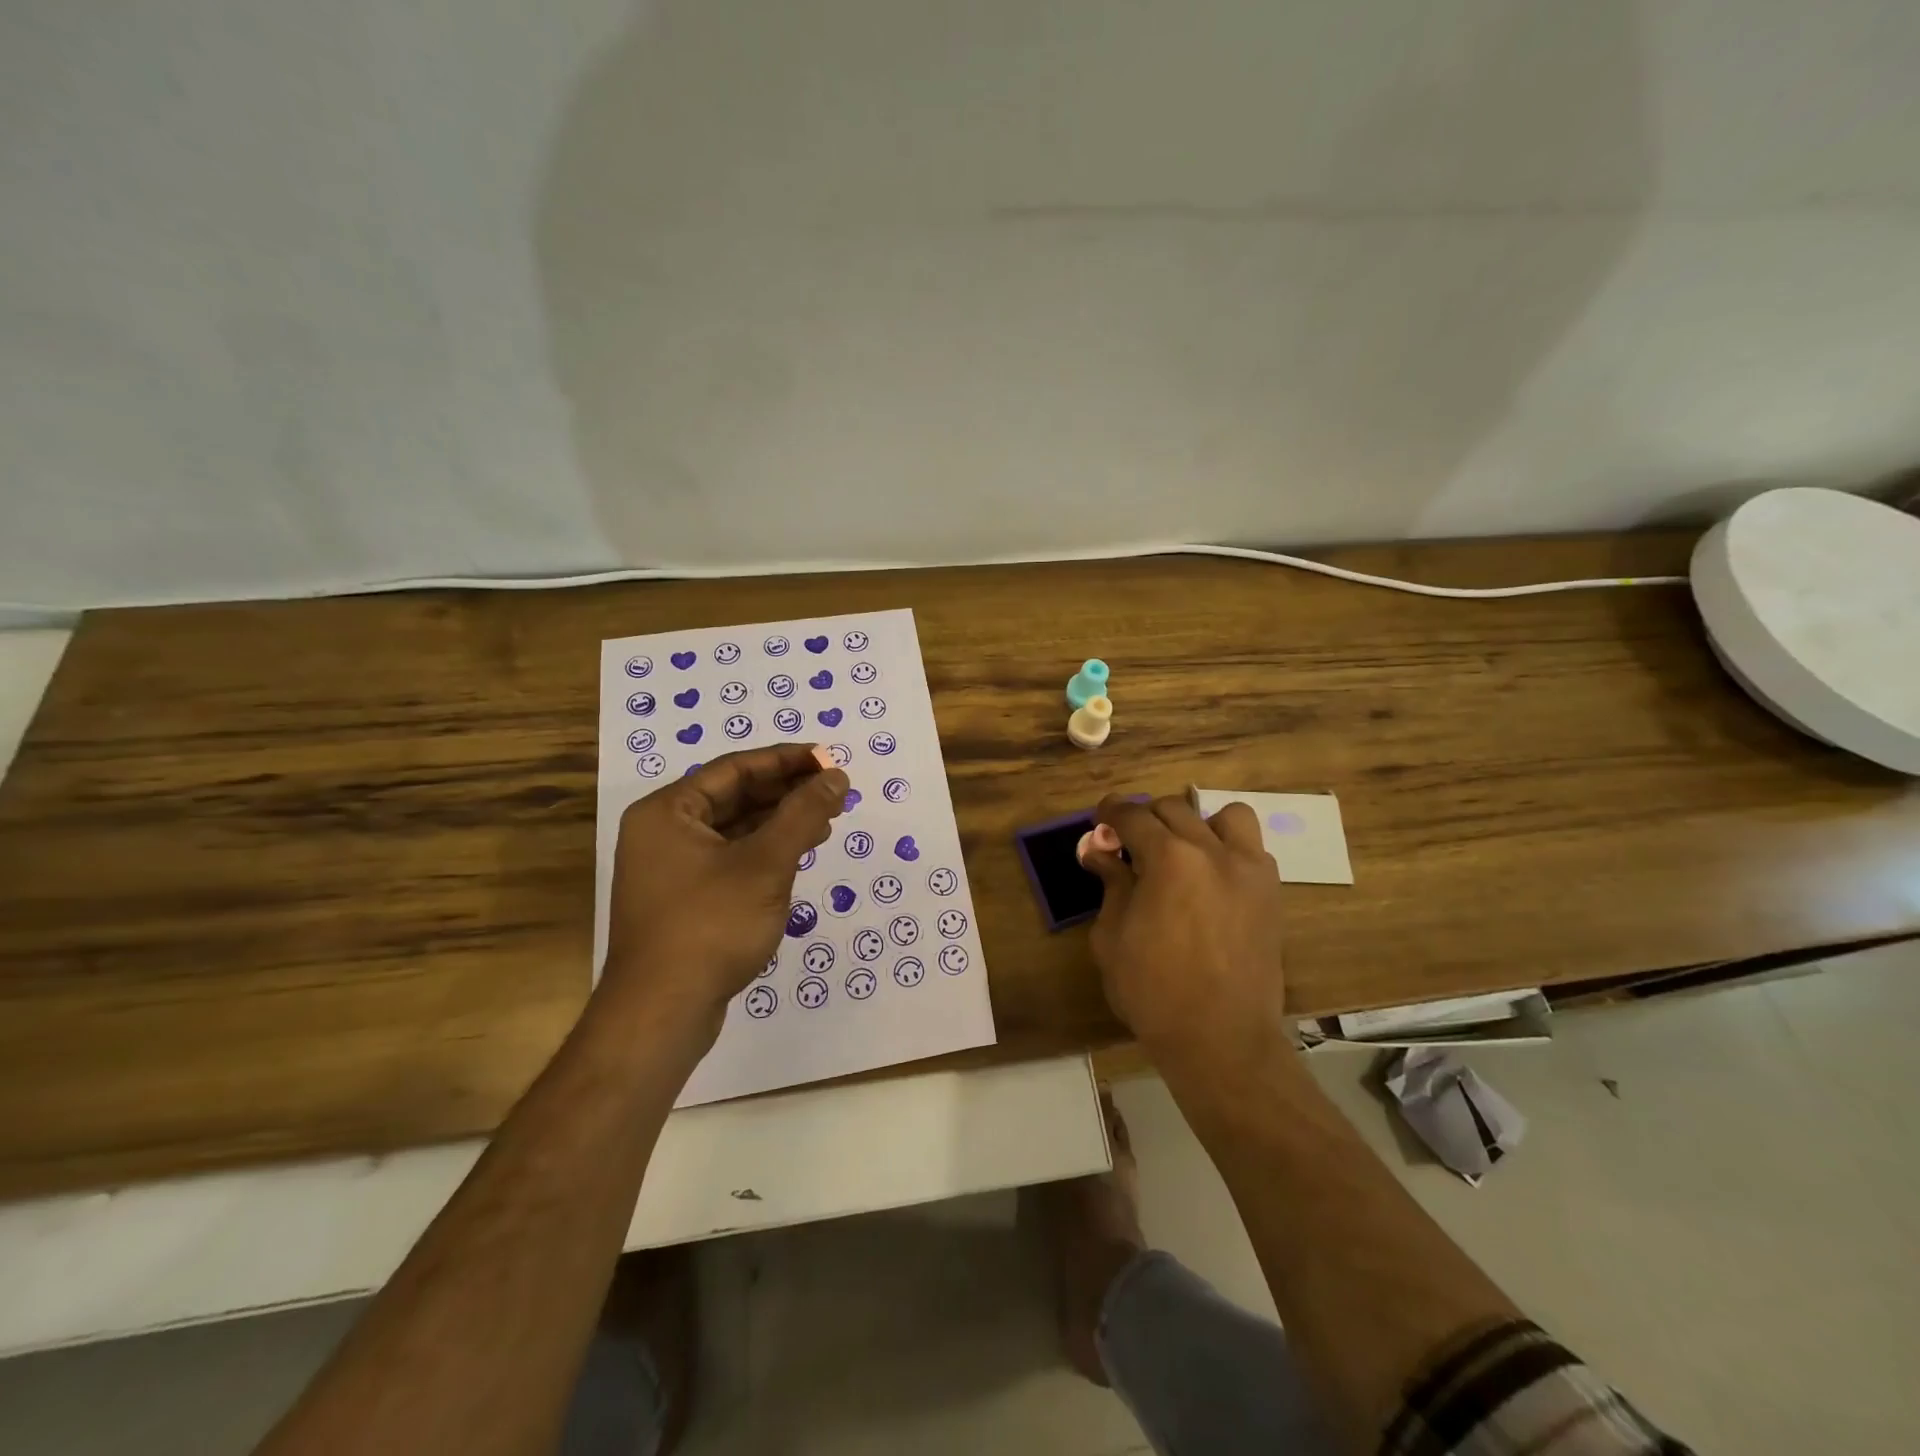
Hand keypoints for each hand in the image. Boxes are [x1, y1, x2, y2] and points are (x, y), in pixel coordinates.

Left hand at [602, 744, 848, 1047]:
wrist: (662, 1013)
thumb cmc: (710, 925)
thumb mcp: (765, 863)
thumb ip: (803, 814)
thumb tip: (836, 775)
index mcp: (667, 812)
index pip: (734, 769)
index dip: (785, 760)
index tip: (828, 759)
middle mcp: (663, 832)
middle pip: (733, 796)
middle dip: (786, 792)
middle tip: (834, 789)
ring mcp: (670, 869)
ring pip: (734, 830)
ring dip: (780, 822)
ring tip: (826, 819)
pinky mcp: (684, 900)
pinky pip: (730, 859)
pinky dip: (765, 852)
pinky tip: (797, 853)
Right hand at [1080, 793, 1290, 1075]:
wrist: (1220, 1038)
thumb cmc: (1152, 990)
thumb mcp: (1112, 936)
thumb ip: (1110, 884)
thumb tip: (1098, 851)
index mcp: (1168, 858)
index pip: (1133, 815)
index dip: (1111, 812)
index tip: (1100, 819)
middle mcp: (1212, 851)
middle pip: (1174, 809)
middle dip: (1146, 819)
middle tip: (1131, 844)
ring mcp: (1248, 870)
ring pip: (1226, 816)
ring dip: (1198, 824)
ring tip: (1183, 852)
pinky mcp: (1271, 893)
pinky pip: (1252, 849)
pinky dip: (1229, 850)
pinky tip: (1213, 879)